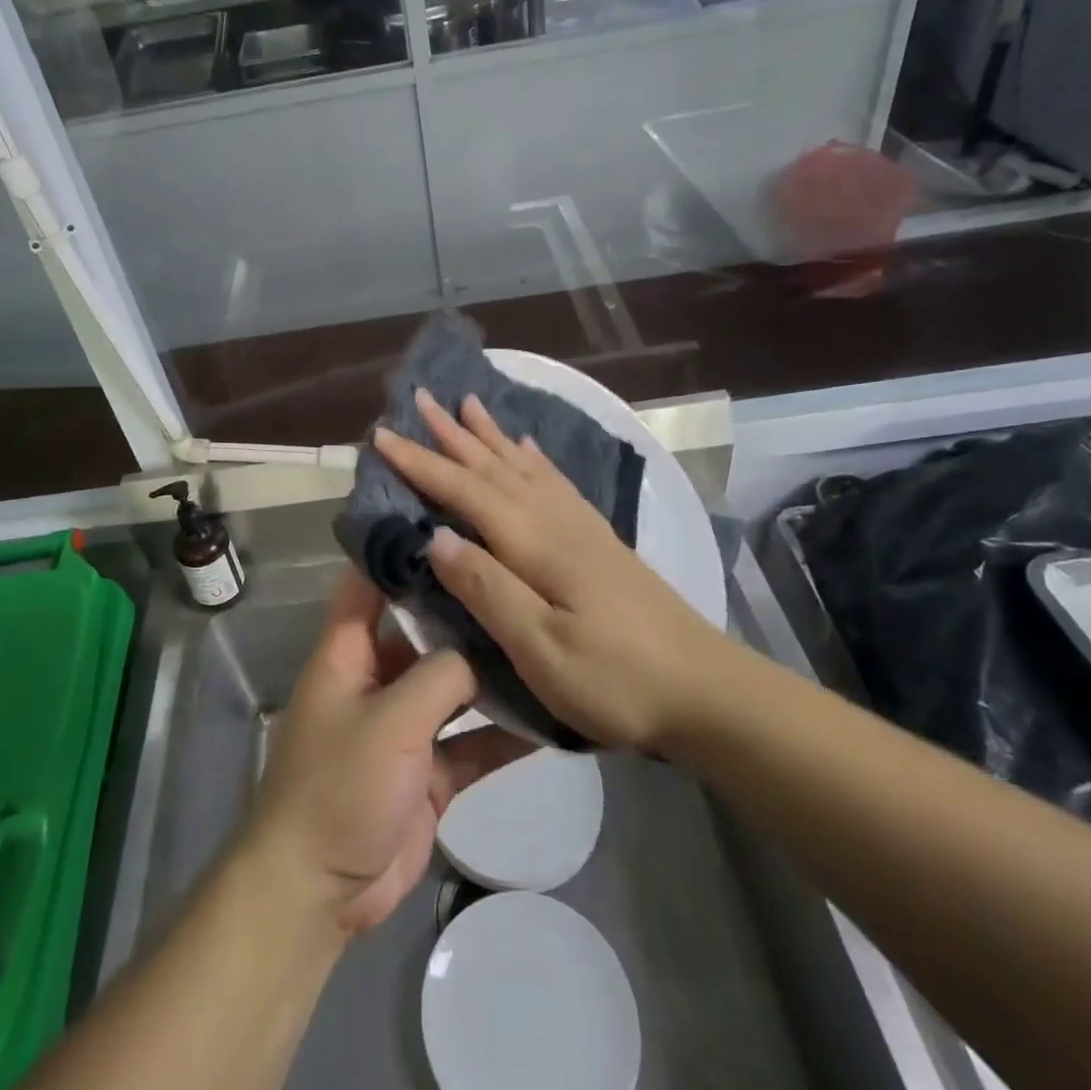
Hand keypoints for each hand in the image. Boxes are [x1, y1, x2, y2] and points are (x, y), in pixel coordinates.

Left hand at [241, 566, 520, 937]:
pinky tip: (550, 719)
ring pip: (453, 686)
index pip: (368, 581)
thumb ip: (439, 676)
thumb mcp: (390, 721)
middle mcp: (376, 678)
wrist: (319, 892)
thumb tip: (480, 651)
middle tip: (519, 577)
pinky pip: (472, 741)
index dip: (399, 548)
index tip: (449, 518)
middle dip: (464, 610)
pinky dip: (503, 734)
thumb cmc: (338, 787)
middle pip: (422, 630)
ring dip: (491, 673)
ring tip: (545, 640)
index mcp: (348, 652)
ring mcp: (404, 725)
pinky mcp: (428, 770)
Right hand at [372, 388, 732, 754]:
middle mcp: (556, 521)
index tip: (382, 434)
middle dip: (452, 434)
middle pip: (494, 467)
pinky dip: (534, 459)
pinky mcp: (599, 542)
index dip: (421, 463)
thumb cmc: (618, 680)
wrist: (708, 692)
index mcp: (535, 543)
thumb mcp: (541, 649)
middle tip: (422, 397)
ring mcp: (582, 528)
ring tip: (469, 404)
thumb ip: (487, 589)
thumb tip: (434, 536)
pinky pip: (555, 483)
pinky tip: (527, 449)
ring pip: (523, 467)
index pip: (465, 490)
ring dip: (491, 436)